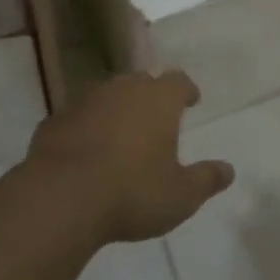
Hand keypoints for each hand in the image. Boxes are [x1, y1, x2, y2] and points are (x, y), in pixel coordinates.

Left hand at [26, 71, 235, 242]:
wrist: (60, 198)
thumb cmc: (133, 192)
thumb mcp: (181, 195)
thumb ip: (206, 180)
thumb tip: (228, 170)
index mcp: (157, 100)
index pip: (178, 81)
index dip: (186, 89)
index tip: (191, 100)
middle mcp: (120, 91)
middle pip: (140, 82)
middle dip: (150, 96)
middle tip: (156, 116)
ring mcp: (82, 103)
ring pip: (105, 97)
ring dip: (115, 111)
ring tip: (121, 134)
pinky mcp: (52, 123)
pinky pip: (77, 119)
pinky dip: (85, 129)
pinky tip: (86, 152)